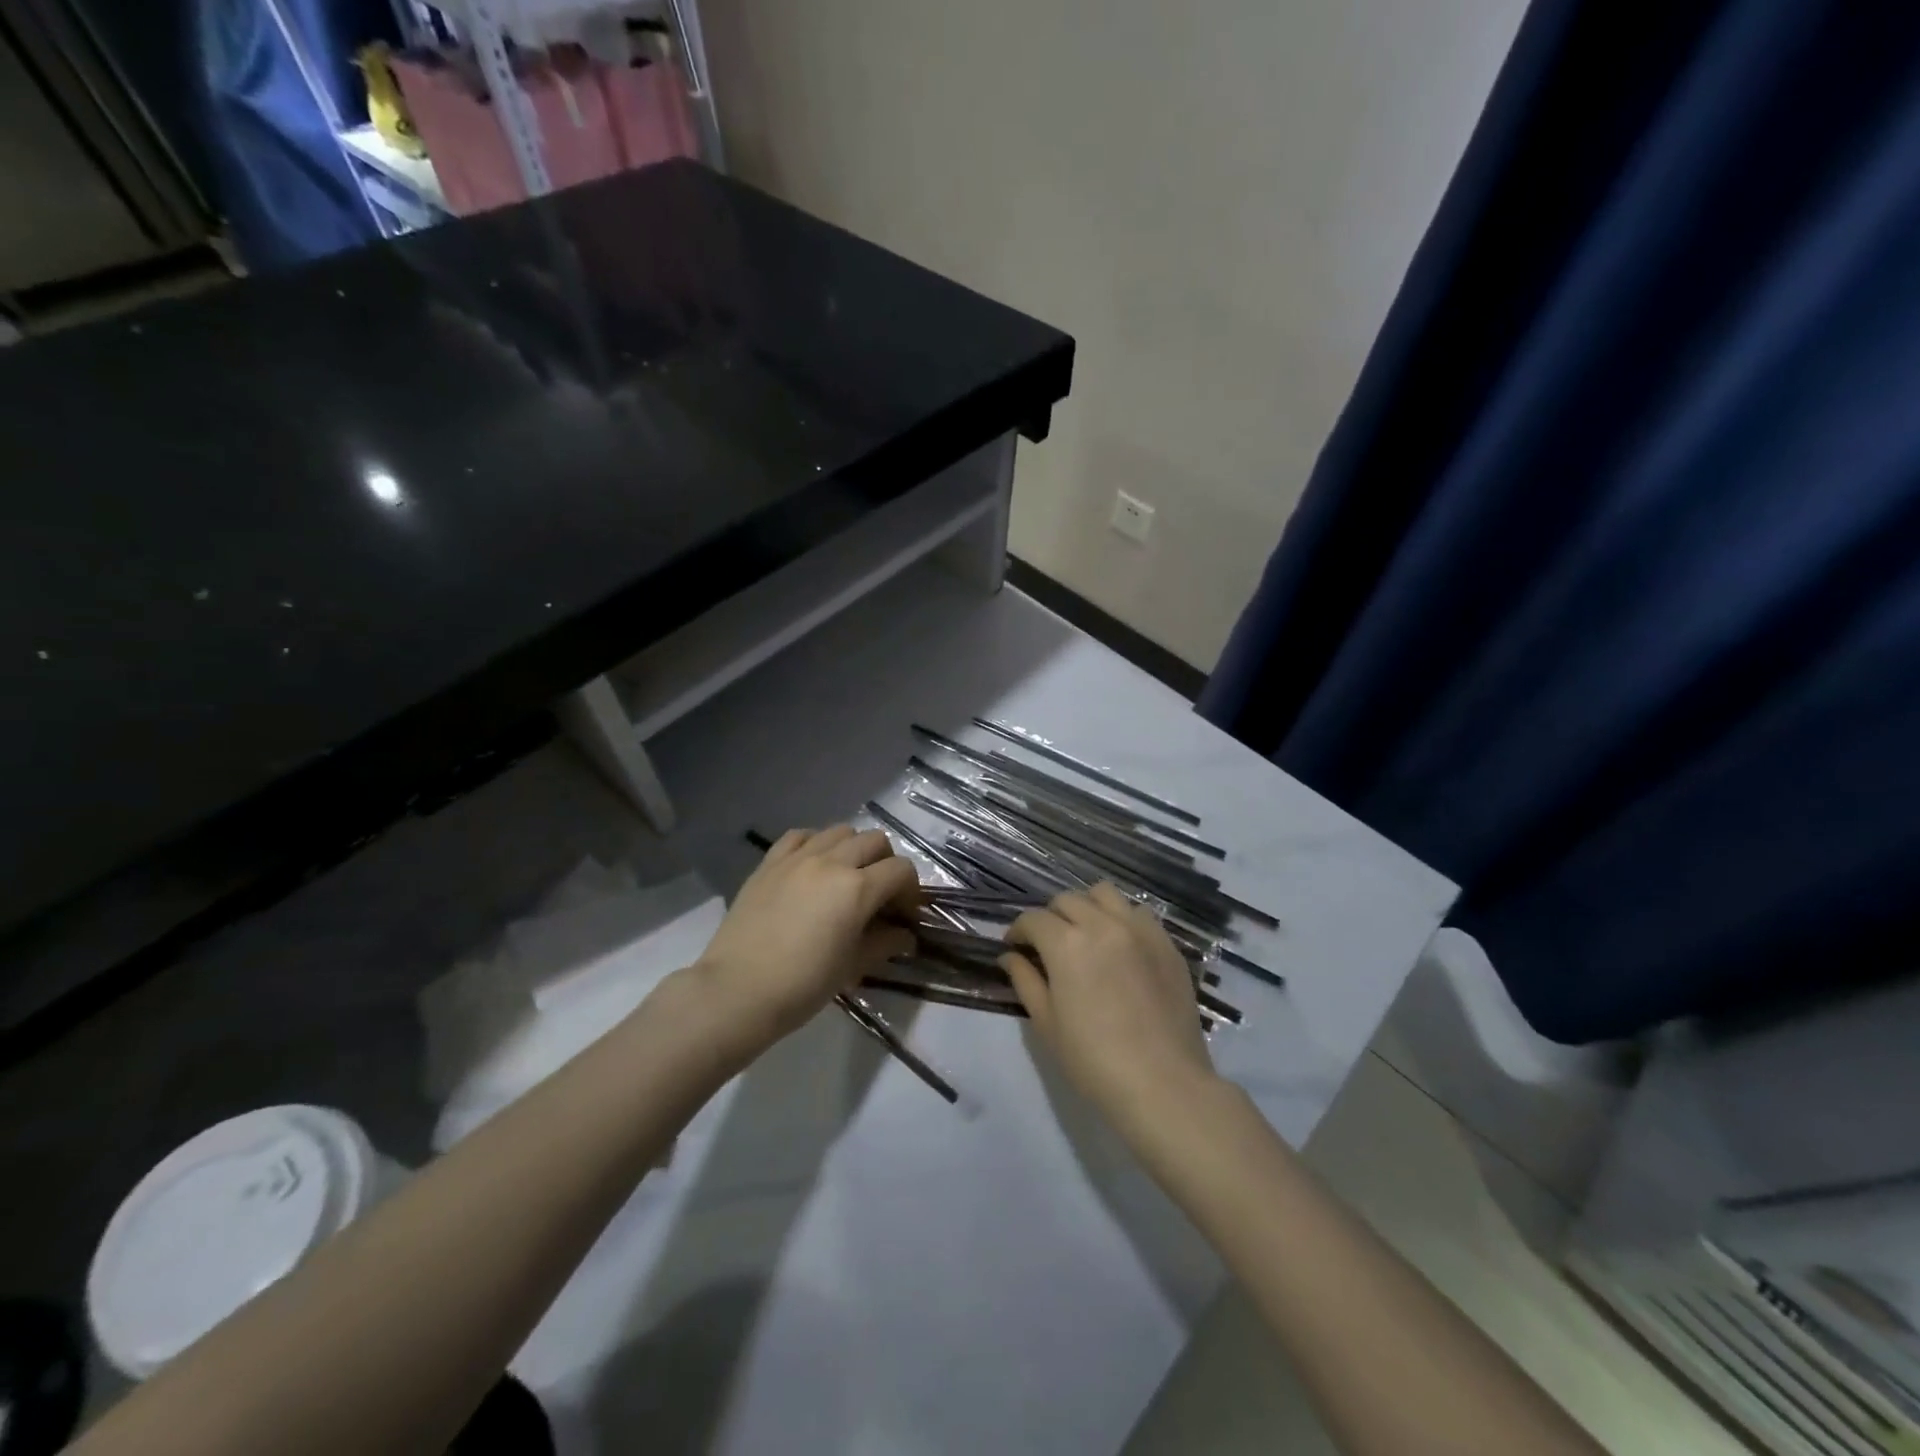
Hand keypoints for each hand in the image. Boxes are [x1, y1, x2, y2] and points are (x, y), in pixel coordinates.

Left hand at [696, 826, 919, 1049]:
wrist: (737, 991)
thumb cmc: (803, 985)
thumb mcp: (852, 966)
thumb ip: (884, 944)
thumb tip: (905, 936)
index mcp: (857, 888)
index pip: (901, 870)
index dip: (910, 891)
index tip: (904, 915)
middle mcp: (831, 861)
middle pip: (875, 841)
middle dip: (886, 864)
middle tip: (879, 895)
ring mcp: (797, 857)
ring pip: (840, 831)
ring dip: (853, 849)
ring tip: (845, 878)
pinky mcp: (770, 862)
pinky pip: (800, 836)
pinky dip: (815, 844)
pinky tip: (813, 867)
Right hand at [1001, 883, 1217, 1134]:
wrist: (1163, 1084)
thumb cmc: (1093, 1061)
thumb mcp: (1046, 1024)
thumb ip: (1025, 980)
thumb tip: (1010, 956)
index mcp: (1067, 943)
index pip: (1033, 919)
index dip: (1018, 930)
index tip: (1015, 947)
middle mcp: (1103, 924)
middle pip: (1067, 900)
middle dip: (1050, 917)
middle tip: (1048, 944)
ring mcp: (1140, 930)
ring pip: (1105, 895)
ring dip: (1087, 907)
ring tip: (1086, 934)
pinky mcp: (1167, 944)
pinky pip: (1139, 913)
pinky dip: (1121, 919)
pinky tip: (1120, 946)